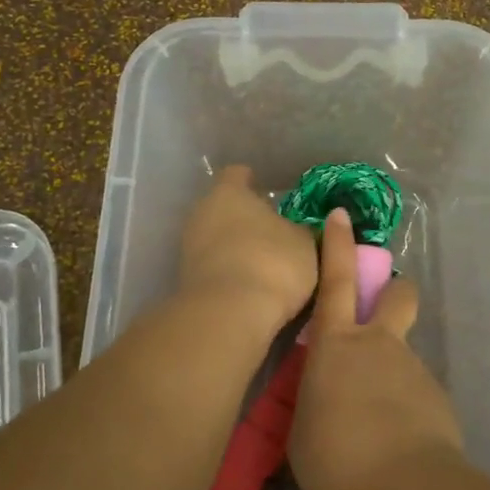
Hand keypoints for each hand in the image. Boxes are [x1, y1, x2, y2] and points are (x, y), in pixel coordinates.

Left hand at [176, 165, 318, 330]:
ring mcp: (189, 246)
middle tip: (273, 232)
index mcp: (229, 192)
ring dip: (235, 247)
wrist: (228, 315)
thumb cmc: (272, 263)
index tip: (269, 194)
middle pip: (224, 207)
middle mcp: (202, 212)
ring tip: (264, 264)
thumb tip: (299, 228)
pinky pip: (212, 265)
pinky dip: (228, 271)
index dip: (253, 181)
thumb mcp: (304, 244)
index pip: (237, 174)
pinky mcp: (185, 279)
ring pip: (216, 237)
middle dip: (245, 218)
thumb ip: (301, 230)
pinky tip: (249, 286)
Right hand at [288, 208, 462, 489]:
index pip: (335, 280)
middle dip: (393, 291)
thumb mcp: (303, 429)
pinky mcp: (438, 401)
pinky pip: (416, 396)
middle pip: (396, 297)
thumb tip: (325, 400)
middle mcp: (380, 346)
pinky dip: (404, 412)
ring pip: (403, 356)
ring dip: (389, 377)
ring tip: (372, 429)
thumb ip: (314, 401)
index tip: (342, 216)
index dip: (337, 245)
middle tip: (383, 309)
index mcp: (338, 345)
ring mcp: (414, 370)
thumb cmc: (335, 456)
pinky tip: (393, 449)